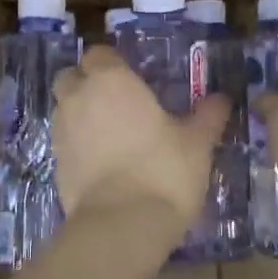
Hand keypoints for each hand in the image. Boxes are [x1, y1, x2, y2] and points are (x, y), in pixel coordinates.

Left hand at [52, 46, 230, 232]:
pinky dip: (78, 144)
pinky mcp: (55, 163)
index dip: (113, 62)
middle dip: (88, 82)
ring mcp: (61, 131)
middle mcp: (78, 98)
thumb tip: (222, 98)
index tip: (132, 77)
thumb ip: (207, 116)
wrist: (121, 224)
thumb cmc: (164, 170)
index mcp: (111, 80)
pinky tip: (103, 162)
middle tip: (117, 101)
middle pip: (72, 76)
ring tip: (111, 133)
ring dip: (81, 113)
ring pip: (64, 108)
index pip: (100, 54)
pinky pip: (64, 141)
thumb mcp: (197, 143)